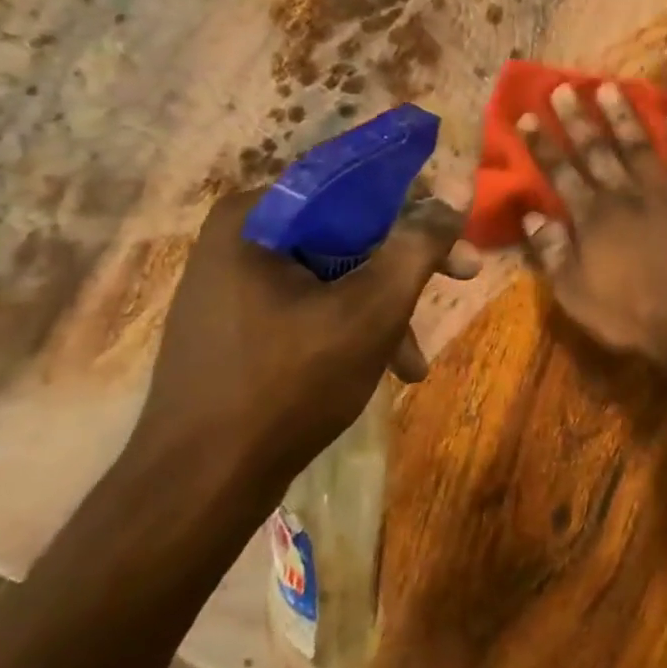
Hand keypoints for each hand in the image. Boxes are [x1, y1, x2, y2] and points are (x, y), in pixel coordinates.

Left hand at [128, 190, 479, 495]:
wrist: (201, 482)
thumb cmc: (291, 382)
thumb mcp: (373, 308)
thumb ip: (419, 244)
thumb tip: (458, 190)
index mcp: (256, 216)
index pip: (355, 185)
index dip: (418, 207)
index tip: (458, 238)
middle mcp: (239, 237)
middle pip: (349, 232)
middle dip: (407, 268)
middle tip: (464, 279)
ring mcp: (232, 282)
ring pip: (335, 273)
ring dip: (385, 308)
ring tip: (413, 360)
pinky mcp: (236, 323)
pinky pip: (311, 303)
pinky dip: (352, 327)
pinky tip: (383, 367)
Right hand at [518, 83, 666, 366]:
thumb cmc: (633, 315)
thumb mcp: (577, 295)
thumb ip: (552, 253)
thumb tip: (531, 215)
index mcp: (592, 219)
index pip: (560, 174)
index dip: (542, 146)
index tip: (528, 117)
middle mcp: (625, 196)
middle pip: (597, 151)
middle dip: (578, 119)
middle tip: (564, 87)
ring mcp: (665, 194)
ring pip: (640, 146)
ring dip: (624, 116)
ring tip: (611, 86)